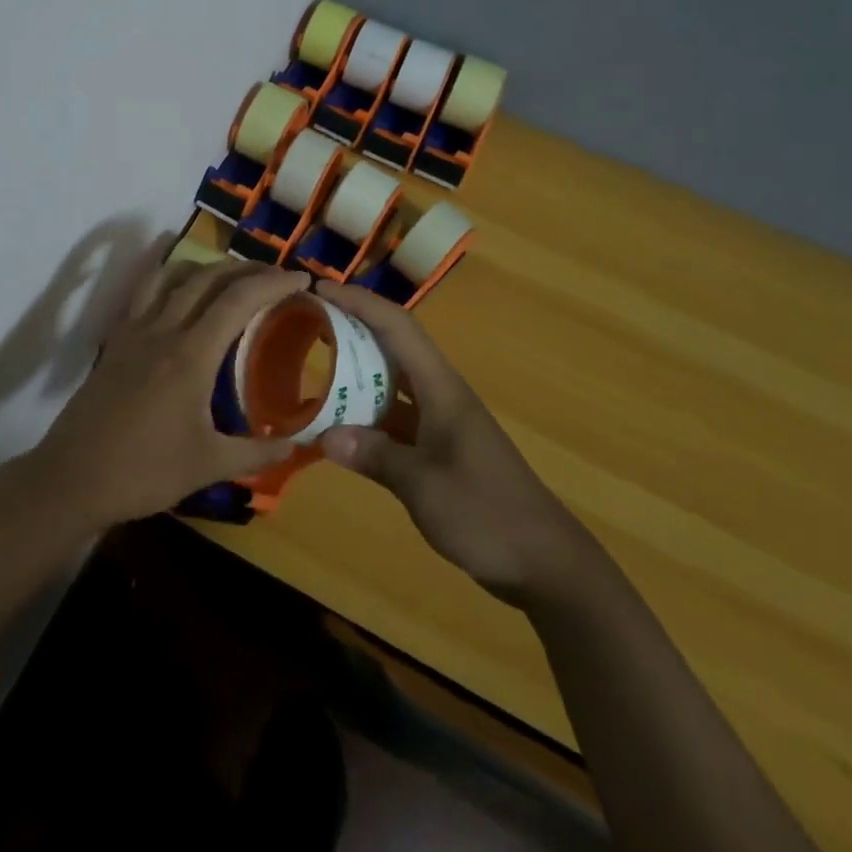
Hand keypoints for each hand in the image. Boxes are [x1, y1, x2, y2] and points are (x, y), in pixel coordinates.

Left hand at [30, 244, 305, 529]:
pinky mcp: (116, 341)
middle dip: (247, 269)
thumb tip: (298, 444)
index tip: (302, 280)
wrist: (72, 479)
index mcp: (190, 354)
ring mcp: (134, 331)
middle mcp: (163, 330)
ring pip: (173, 276)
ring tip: (231, 277)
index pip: (238, 299)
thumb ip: (257, 452)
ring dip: (207, 267)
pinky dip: (169, 277)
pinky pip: (144, 291)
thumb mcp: (208, 465)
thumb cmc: (144, 472)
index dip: (273, 282)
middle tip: (276, 276)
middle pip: (208, 278)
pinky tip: (179, 291)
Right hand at [315, 281, 599, 605]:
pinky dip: (367, 414)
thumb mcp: (423, 485)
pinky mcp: (440, 450)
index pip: (397, 327)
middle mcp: (441, 395)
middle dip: (352, 327)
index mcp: (442, 389)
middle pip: (394, 346)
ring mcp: (441, 422)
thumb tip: (325, 434)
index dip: (359, 302)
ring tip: (315, 365)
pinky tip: (339, 426)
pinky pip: (395, 417)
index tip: (319, 288)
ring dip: (357, 370)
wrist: (544, 562)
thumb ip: (374, 455)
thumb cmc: (486, 513)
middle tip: (307, 322)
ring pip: (393, 382)